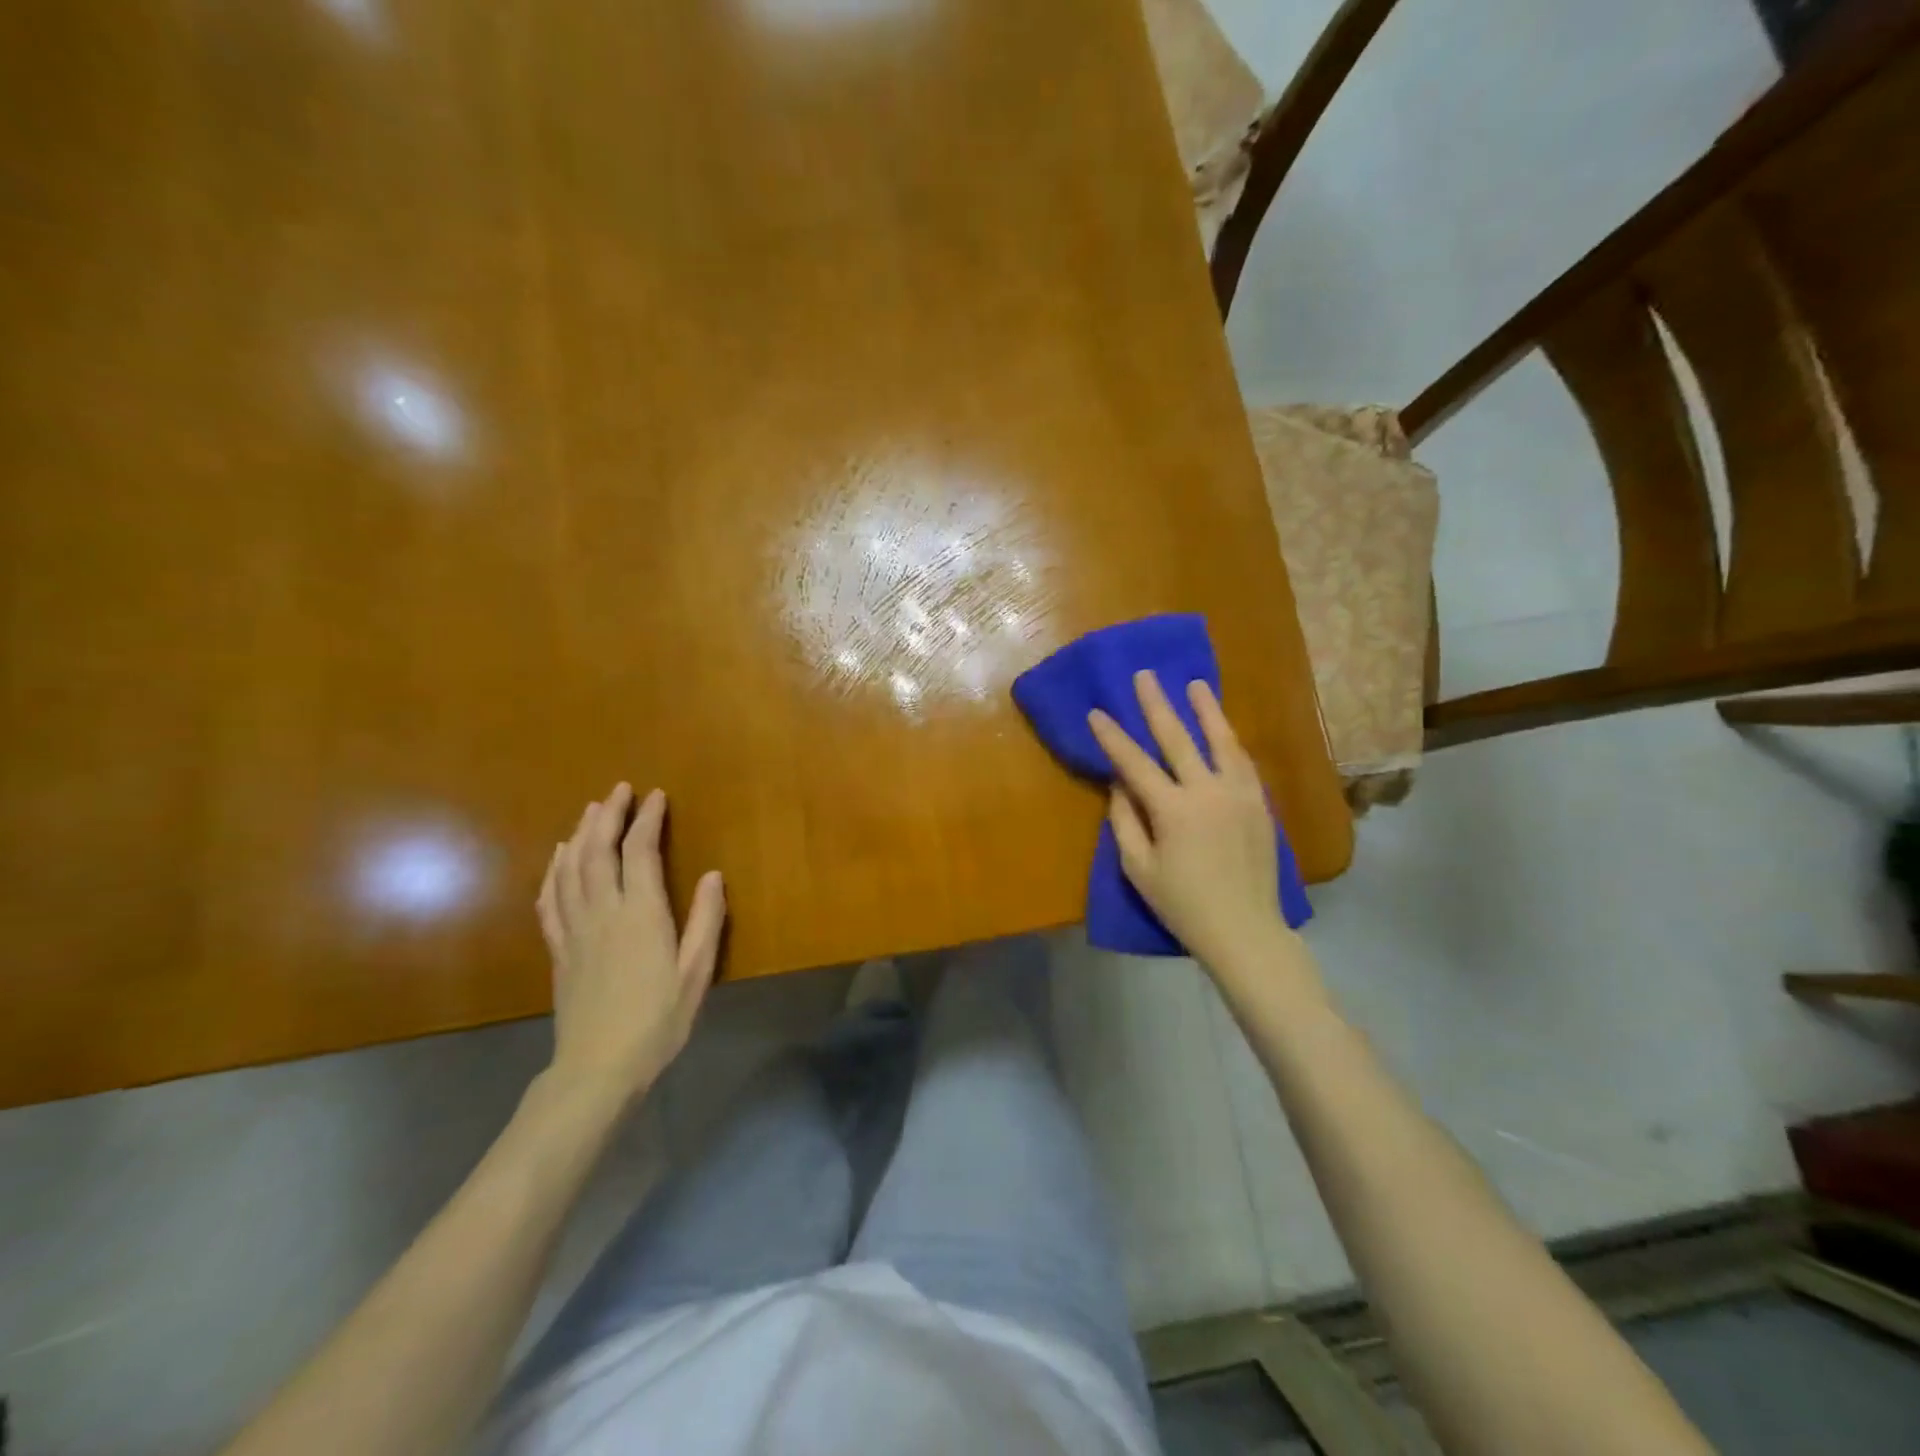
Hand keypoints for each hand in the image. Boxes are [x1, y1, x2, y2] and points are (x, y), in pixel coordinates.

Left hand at [536, 783, 726, 1108]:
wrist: (598, 1067)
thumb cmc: (658, 1020)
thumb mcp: (697, 971)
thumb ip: (706, 920)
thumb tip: (712, 875)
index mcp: (641, 914)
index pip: (640, 852)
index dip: (647, 819)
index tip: (656, 795)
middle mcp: (604, 912)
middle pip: (598, 851)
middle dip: (608, 815)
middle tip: (619, 790)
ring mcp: (575, 930)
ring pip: (571, 869)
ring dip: (580, 834)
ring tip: (590, 810)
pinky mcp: (559, 949)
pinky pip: (550, 900)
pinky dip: (554, 871)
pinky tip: (559, 858)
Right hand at [1088, 671, 1288, 974]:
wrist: (1245, 930)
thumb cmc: (1182, 905)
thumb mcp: (1139, 869)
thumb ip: (1125, 822)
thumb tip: (1119, 785)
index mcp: (1174, 810)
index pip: (1135, 763)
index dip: (1112, 737)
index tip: (1096, 712)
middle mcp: (1208, 792)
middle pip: (1179, 739)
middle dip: (1157, 705)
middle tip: (1145, 676)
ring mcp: (1239, 795)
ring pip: (1221, 742)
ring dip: (1206, 710)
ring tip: (1195, 684)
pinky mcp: (1259, 805)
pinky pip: (1242, 763)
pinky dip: (1229, 741)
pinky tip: (1223, 730)